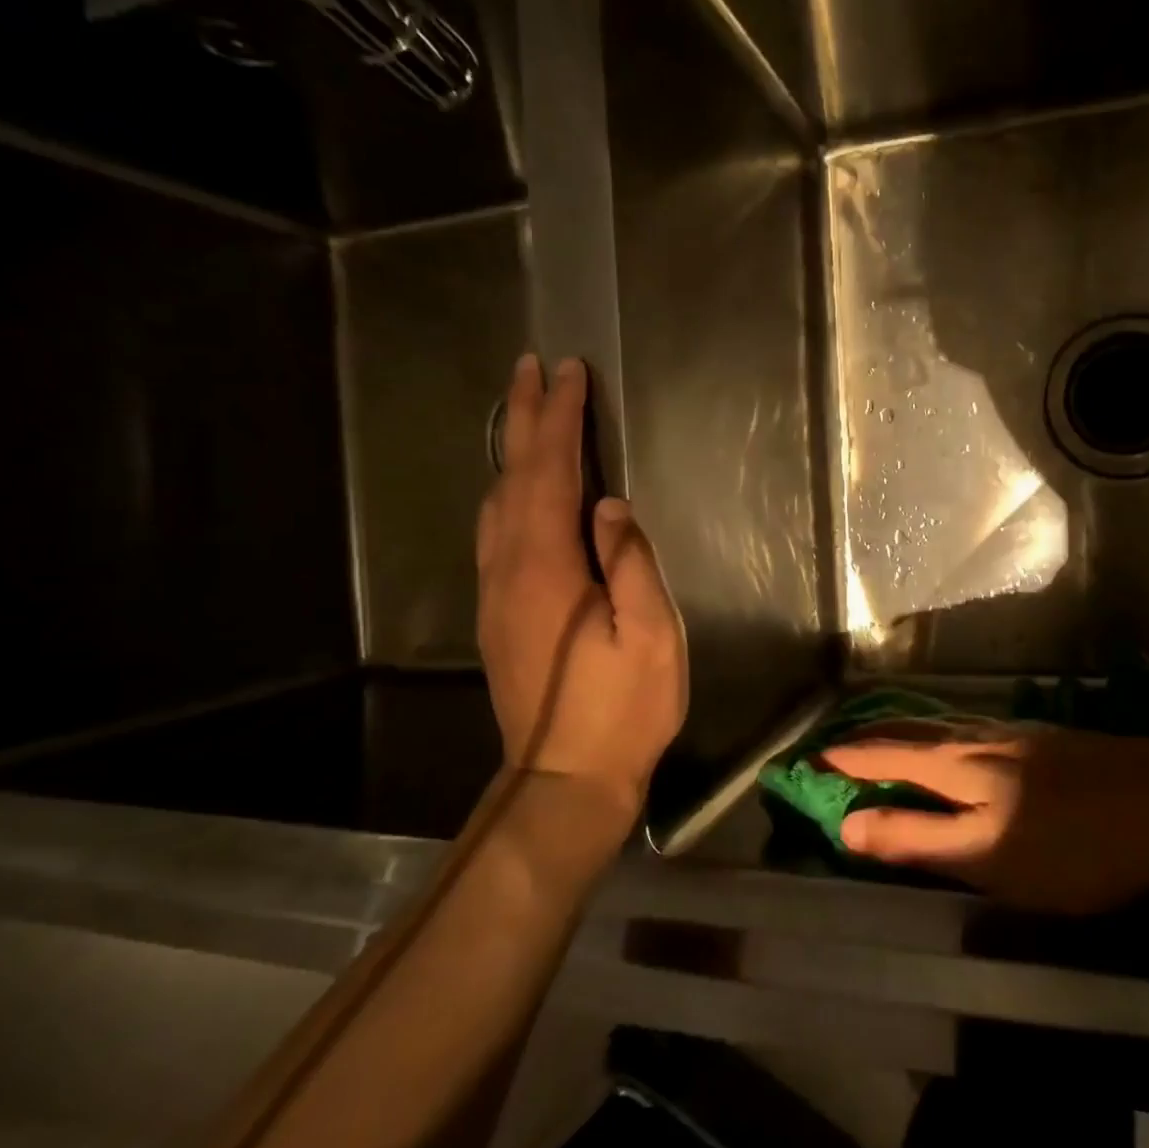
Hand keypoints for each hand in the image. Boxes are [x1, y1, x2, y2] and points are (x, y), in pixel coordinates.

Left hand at [476, 355, 687, 823]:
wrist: (565, 779)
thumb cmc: (622, 709)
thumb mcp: (651, 637)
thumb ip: (630, 565)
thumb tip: (608, 505)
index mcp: (547, 569)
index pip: (551, 474)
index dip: (561, 420)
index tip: (570, 373)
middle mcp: (509, 569)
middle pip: (513, 477)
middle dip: (524, 418)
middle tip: (531, 368)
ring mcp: (496, 592)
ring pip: (497, 503)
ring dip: (511, 451)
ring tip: (522, 412)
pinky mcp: (498, 613)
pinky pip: (496, 531)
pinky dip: (507, 490)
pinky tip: (516, 486)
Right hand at [826, 727, 1148, 913]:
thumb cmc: (1074, 845)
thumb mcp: (986, 858)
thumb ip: (916, 839)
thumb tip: (847, 824)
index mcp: (956, 765)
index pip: (882, 755)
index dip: (842, 758)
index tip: (805, 759)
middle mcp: (978, 738)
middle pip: (910, 730)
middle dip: (868, 735)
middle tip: (836, 740)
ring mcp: (1016, 735)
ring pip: (944, 727)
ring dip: (905, 731)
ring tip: (886, 737)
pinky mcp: (1046, 743)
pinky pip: (974, 732)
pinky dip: (945, 736)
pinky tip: (963, 745)